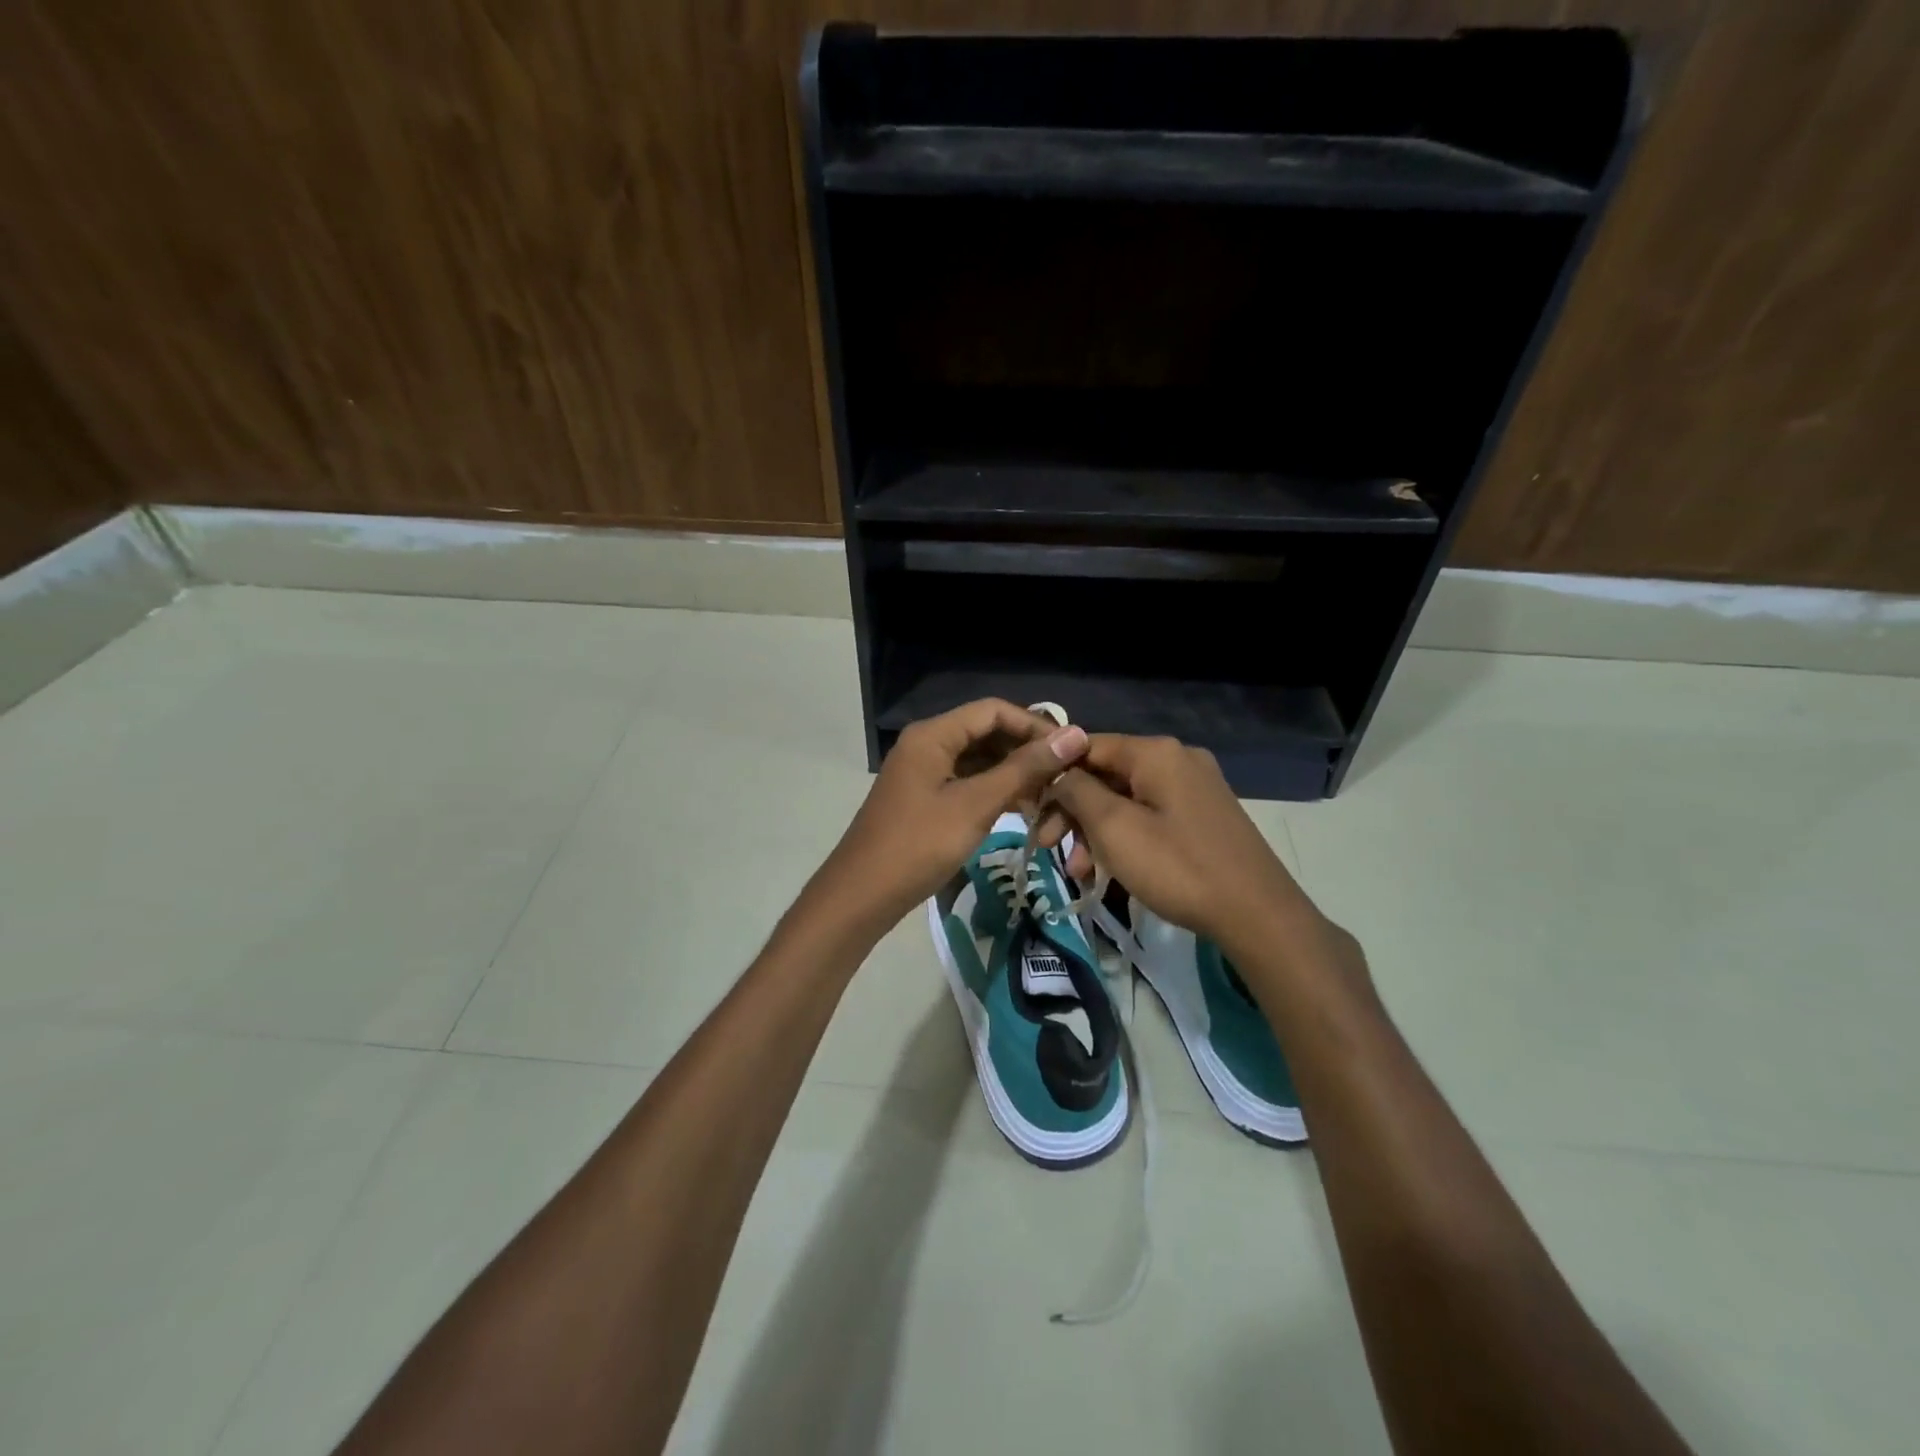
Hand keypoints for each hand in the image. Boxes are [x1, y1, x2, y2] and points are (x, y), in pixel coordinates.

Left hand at [803, 699, 1089, 938]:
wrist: (862, 896)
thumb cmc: (919, 845)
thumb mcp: (976, 805)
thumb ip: (1024, 769)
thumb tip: (1074, 736)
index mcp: (933, 734)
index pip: (994, 711)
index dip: (1034, 726)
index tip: (1071, 751)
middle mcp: (927, 744)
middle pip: (986, 732)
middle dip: (1025, 750)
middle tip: (1064, 777)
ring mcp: (924, 771)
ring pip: (978, 759)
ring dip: (1013, 772)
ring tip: (1049, 796)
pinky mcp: (925, 797)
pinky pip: (967, 781)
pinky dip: (994, 790)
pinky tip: (1021, 808)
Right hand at [1048, 735, 1317, 955]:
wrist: (1257, 913)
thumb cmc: (1177, 867)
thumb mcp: (1114, 828)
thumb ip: (1077, 791)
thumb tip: (1058, 773)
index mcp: (1156, 752)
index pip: (1087, 747)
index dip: (1054, 775)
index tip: (1031, 810)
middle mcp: (1177, 759)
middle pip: (1106, 775)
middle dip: (1074, 812)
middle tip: (1049, 847)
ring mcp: (1195, 787)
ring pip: (1126, 800)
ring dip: (1096, 831)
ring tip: (1080, 871)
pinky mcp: (1204, 815)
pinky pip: (1150, 815)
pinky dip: (1125, 837)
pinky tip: (1110, 870)